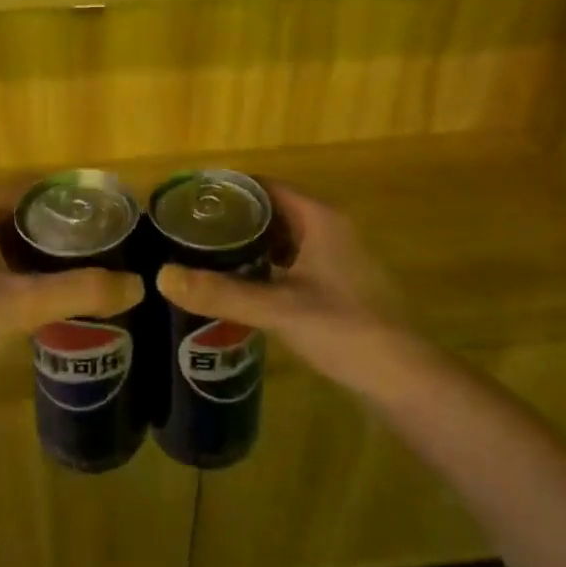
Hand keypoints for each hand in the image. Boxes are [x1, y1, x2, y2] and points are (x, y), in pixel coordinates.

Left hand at [0, 189, 143, 427]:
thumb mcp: (19, 306)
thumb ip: (79, 292)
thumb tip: (137, 284)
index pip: (32, 189)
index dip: (72, 198)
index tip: (112, 214)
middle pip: (26, 218)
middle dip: (67, 232)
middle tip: (113, 246)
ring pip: (15, 249)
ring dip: (51, 258)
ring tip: (97, 271)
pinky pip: (5, 274)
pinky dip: (33, 281)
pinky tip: (63, 301)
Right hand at [155, 181, 412, 396]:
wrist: (403, 380)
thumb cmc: (344, 330)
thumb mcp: (277, 308)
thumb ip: (220, 292)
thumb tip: (162, 276)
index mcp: (319, 218)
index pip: (265, 186)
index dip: (228, 189)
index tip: (191, 199)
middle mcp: (330, 229)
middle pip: (273, 210)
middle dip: (234, 218)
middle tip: (190, 229)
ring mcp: (337, 259)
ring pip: (284, 238)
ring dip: (250, 243)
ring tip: (206, 254)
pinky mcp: (339, 286)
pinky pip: (294, 262)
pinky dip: (267, 266)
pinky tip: (242, 285)